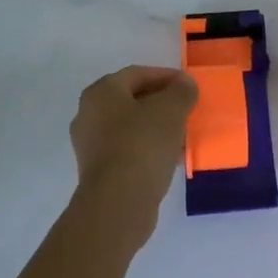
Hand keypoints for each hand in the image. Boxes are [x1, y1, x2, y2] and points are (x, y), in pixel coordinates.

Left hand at [70, 65, 197, 246]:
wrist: (118, 203)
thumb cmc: (142, 144)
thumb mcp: (171, 110)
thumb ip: (181, 91)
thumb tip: (185, 84)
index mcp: (101, 92)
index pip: (138, 74)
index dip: (166, 77)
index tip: (189, 86)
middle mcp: (88, 114)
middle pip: (132, 100)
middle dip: (161, 103)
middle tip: (186, 110)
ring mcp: (90, 145)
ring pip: (130, 127)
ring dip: (155, 128)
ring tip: (182, 135)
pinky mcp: (97, 171)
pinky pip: (127, 150)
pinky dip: (147, 149)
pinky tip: (169, 157)